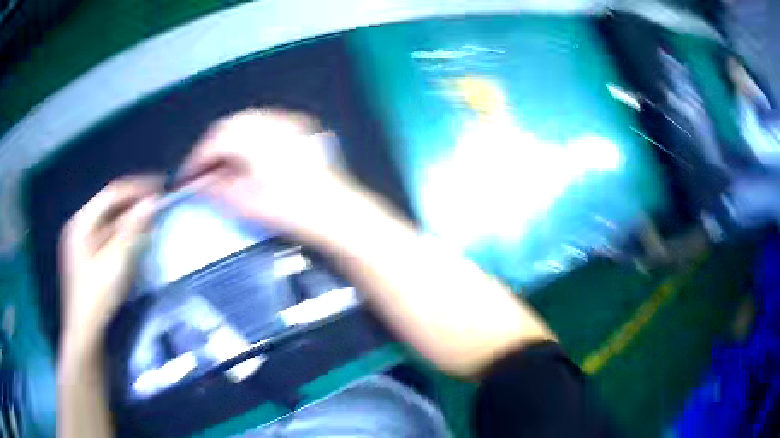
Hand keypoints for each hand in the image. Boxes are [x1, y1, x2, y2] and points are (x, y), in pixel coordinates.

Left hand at [59, 175, 160, 348]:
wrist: (85, 332)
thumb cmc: (97, 296)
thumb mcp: (115, 261)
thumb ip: (132, 229)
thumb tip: (151, 202)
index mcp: (81, 222)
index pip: (111, 194)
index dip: (136, 188)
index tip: (160, 188)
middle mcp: (80, 226)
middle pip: (110, 207)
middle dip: (134, 204)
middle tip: (157, 205)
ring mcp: (82, 242)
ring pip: (109, 222)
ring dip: (130, 220)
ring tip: (151, 220)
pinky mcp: (87, 256)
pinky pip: (108, 236)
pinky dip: (123, 235)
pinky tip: (136, 239)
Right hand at [178, 109, 363, 246]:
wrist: (334, 211)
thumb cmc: (292, 208)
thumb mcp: (245, 202)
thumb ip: (215, 189)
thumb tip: (199, 184)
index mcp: (254, 137)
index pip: (214, 140)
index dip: (196, 158)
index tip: (188, 175)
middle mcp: (271, 122)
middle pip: (229, 127)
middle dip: (211, 147)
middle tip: (202, 170)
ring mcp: (288, 123)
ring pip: (247, 123)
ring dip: (229, 141)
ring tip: (221, 165)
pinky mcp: (300, 130)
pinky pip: (265, 125)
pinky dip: (249, 138)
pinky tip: (246, 156)